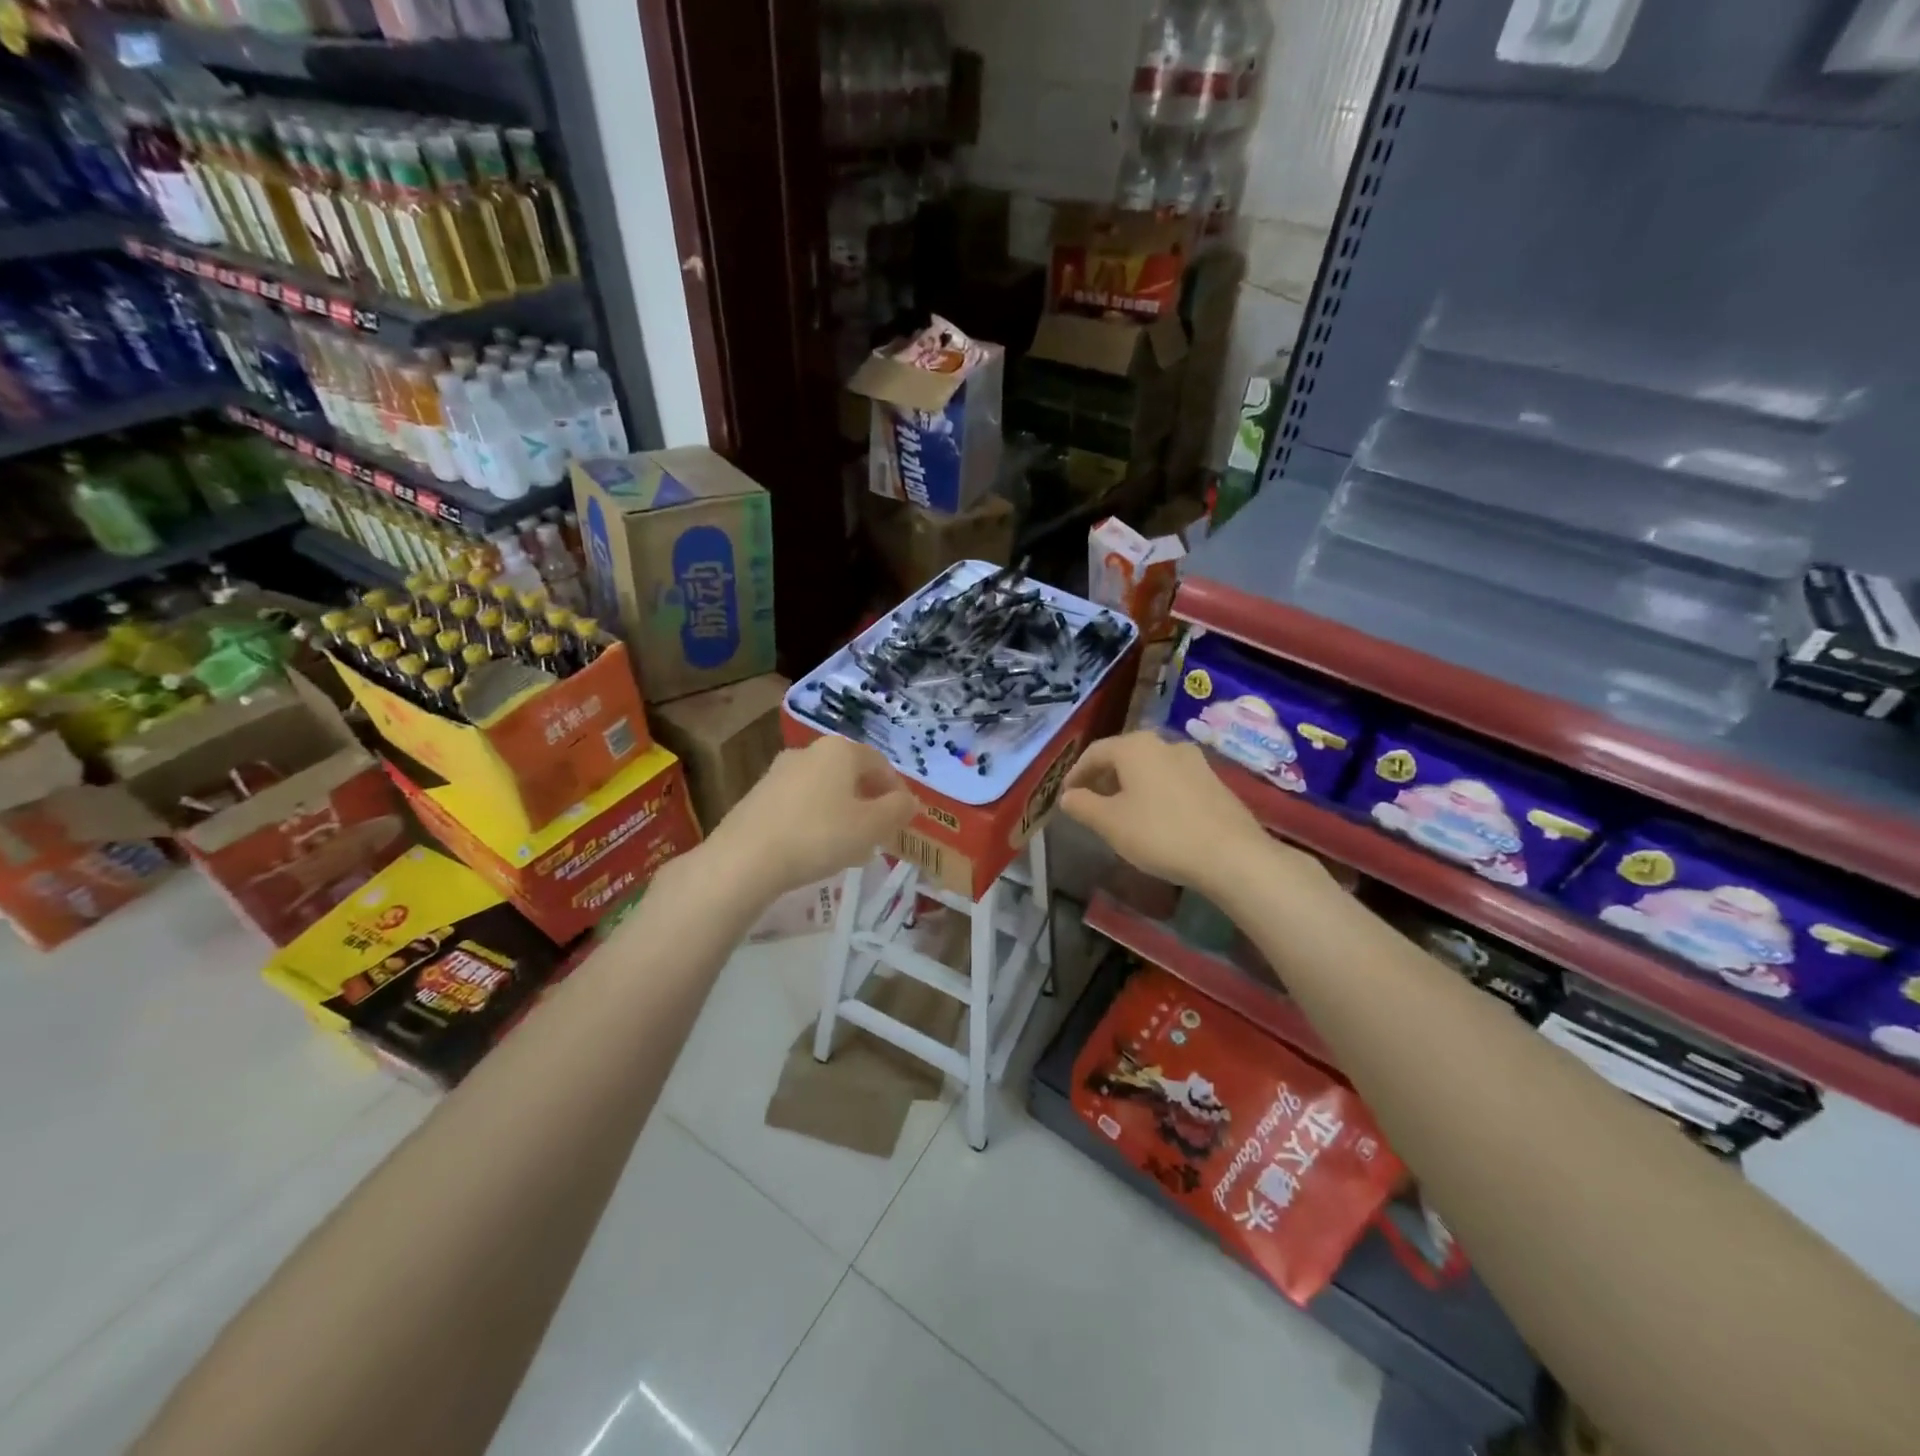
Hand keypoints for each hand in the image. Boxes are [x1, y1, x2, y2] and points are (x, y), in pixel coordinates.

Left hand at [706, 735, 918, 898]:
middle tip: (878, 836)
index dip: (897, 791)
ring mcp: (779, 772)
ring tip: (849, 849)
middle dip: (869, 804)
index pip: (880, 764)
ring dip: (843, 814)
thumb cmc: (819, 835)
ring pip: (825, 791)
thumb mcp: (872, 826)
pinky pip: (800, 804)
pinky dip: (816, 821)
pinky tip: (815, 850)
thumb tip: (911, 801)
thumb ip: (898, 810)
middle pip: (851, 776)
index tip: (904, 819)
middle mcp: (809, 751)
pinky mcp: (758, 796)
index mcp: (840, 750)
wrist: (745, 858)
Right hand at [1060, 732, 1292, 893]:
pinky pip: (1173, 780)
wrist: (1232, 855)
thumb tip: (1068, 796)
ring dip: (1131, 785)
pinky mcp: (1214, 781)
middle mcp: (1165, 744)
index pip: (1095, 752)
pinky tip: (1155, 818)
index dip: (1076, 773)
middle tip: (1091, 801)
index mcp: (1135, 747)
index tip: (1066, 795)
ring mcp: (1195, 761)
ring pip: (1150, 767)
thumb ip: (1083, 806)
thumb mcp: (1110, 823)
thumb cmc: (1160, 834)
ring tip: (1122, 811)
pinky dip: (1155, 792)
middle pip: (1124, 756)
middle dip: (1104, 777)